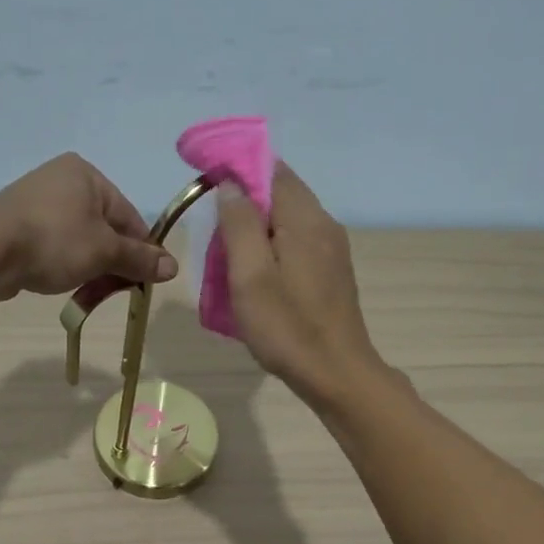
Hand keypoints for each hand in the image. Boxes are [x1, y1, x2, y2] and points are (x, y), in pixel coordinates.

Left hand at [0, 154, 176, 297]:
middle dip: (112, 260)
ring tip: (88, 290)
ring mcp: (34, 200)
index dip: (141, 249)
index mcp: (87, 174)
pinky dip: (62, 263)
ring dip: (89, 265)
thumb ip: (139, 259)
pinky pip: (52, 244)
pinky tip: (61, 281)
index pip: (128, 215)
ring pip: (78, 238)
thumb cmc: (56, 241)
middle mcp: (60, 179)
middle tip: (116, 288)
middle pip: (103, 227)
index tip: (145, 279)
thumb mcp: (105, 252)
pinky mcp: (14, 223)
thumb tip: (173, 267)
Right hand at [214, 163, 386, 405]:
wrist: (337, 375)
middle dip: (245, 200)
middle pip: (281, 193)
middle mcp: (325, 225)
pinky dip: (273, 246)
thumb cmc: (287, 328)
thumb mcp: (251, 276)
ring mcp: (333, 250)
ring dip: (257, 226)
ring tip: (228, 253)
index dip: (238, 169)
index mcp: (306, 219)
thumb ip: (240, 224)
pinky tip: (256, 273)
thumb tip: (230, 183)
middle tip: (213, 228)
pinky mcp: (332, 273)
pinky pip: (297, 243)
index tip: (207, 182)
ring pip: (289, 219)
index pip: (272, 170)